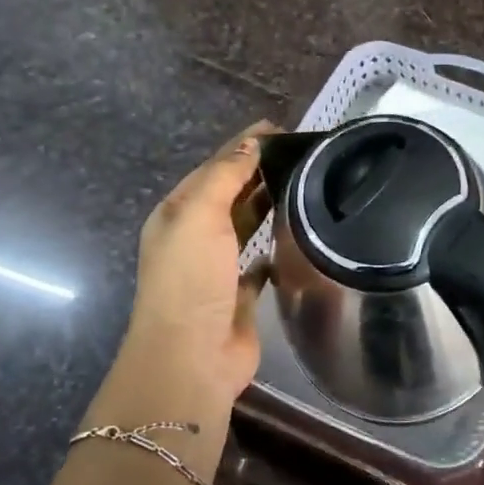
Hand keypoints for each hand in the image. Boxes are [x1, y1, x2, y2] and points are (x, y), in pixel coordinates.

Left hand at [117, 121, 274, 406]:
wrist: (192, 356)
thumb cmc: (191, 278)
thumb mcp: (199, 215)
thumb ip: (225, 176)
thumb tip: (251, 143)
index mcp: (177, 213)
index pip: (214, 167)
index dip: (243, 146)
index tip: (280, 128)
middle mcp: (194, 237)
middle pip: (229, 193)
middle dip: (258, 171)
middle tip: (301, 153)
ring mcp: (217, 267)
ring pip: (245, 224)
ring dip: (267, 203)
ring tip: (306, 183)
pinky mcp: (240, 293)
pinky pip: (260, 261)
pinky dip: (273, 245)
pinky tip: (296, 234)